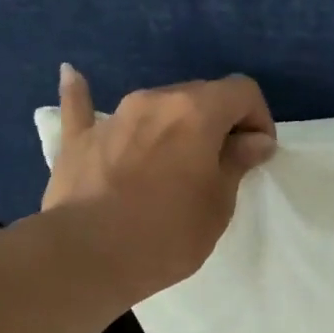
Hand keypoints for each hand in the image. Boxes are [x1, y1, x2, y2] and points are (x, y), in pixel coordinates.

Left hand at [42, 64, 276, 304]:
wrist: (90, 256)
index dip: (259, 119)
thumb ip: (236, 163)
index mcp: (195, 112)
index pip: (241, 91)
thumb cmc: (168, 235)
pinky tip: (74, 76)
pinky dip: (85, 95)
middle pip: (199, 95)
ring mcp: (113, 117)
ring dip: (174, 125)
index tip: (258, 155)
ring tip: (176, 160)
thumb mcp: (218, 206)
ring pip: (155, 106)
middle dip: (219, 123)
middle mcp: (154, 101)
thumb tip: (255, 140)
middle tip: (223, 166)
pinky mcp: (78, 139)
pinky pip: (83, 108)